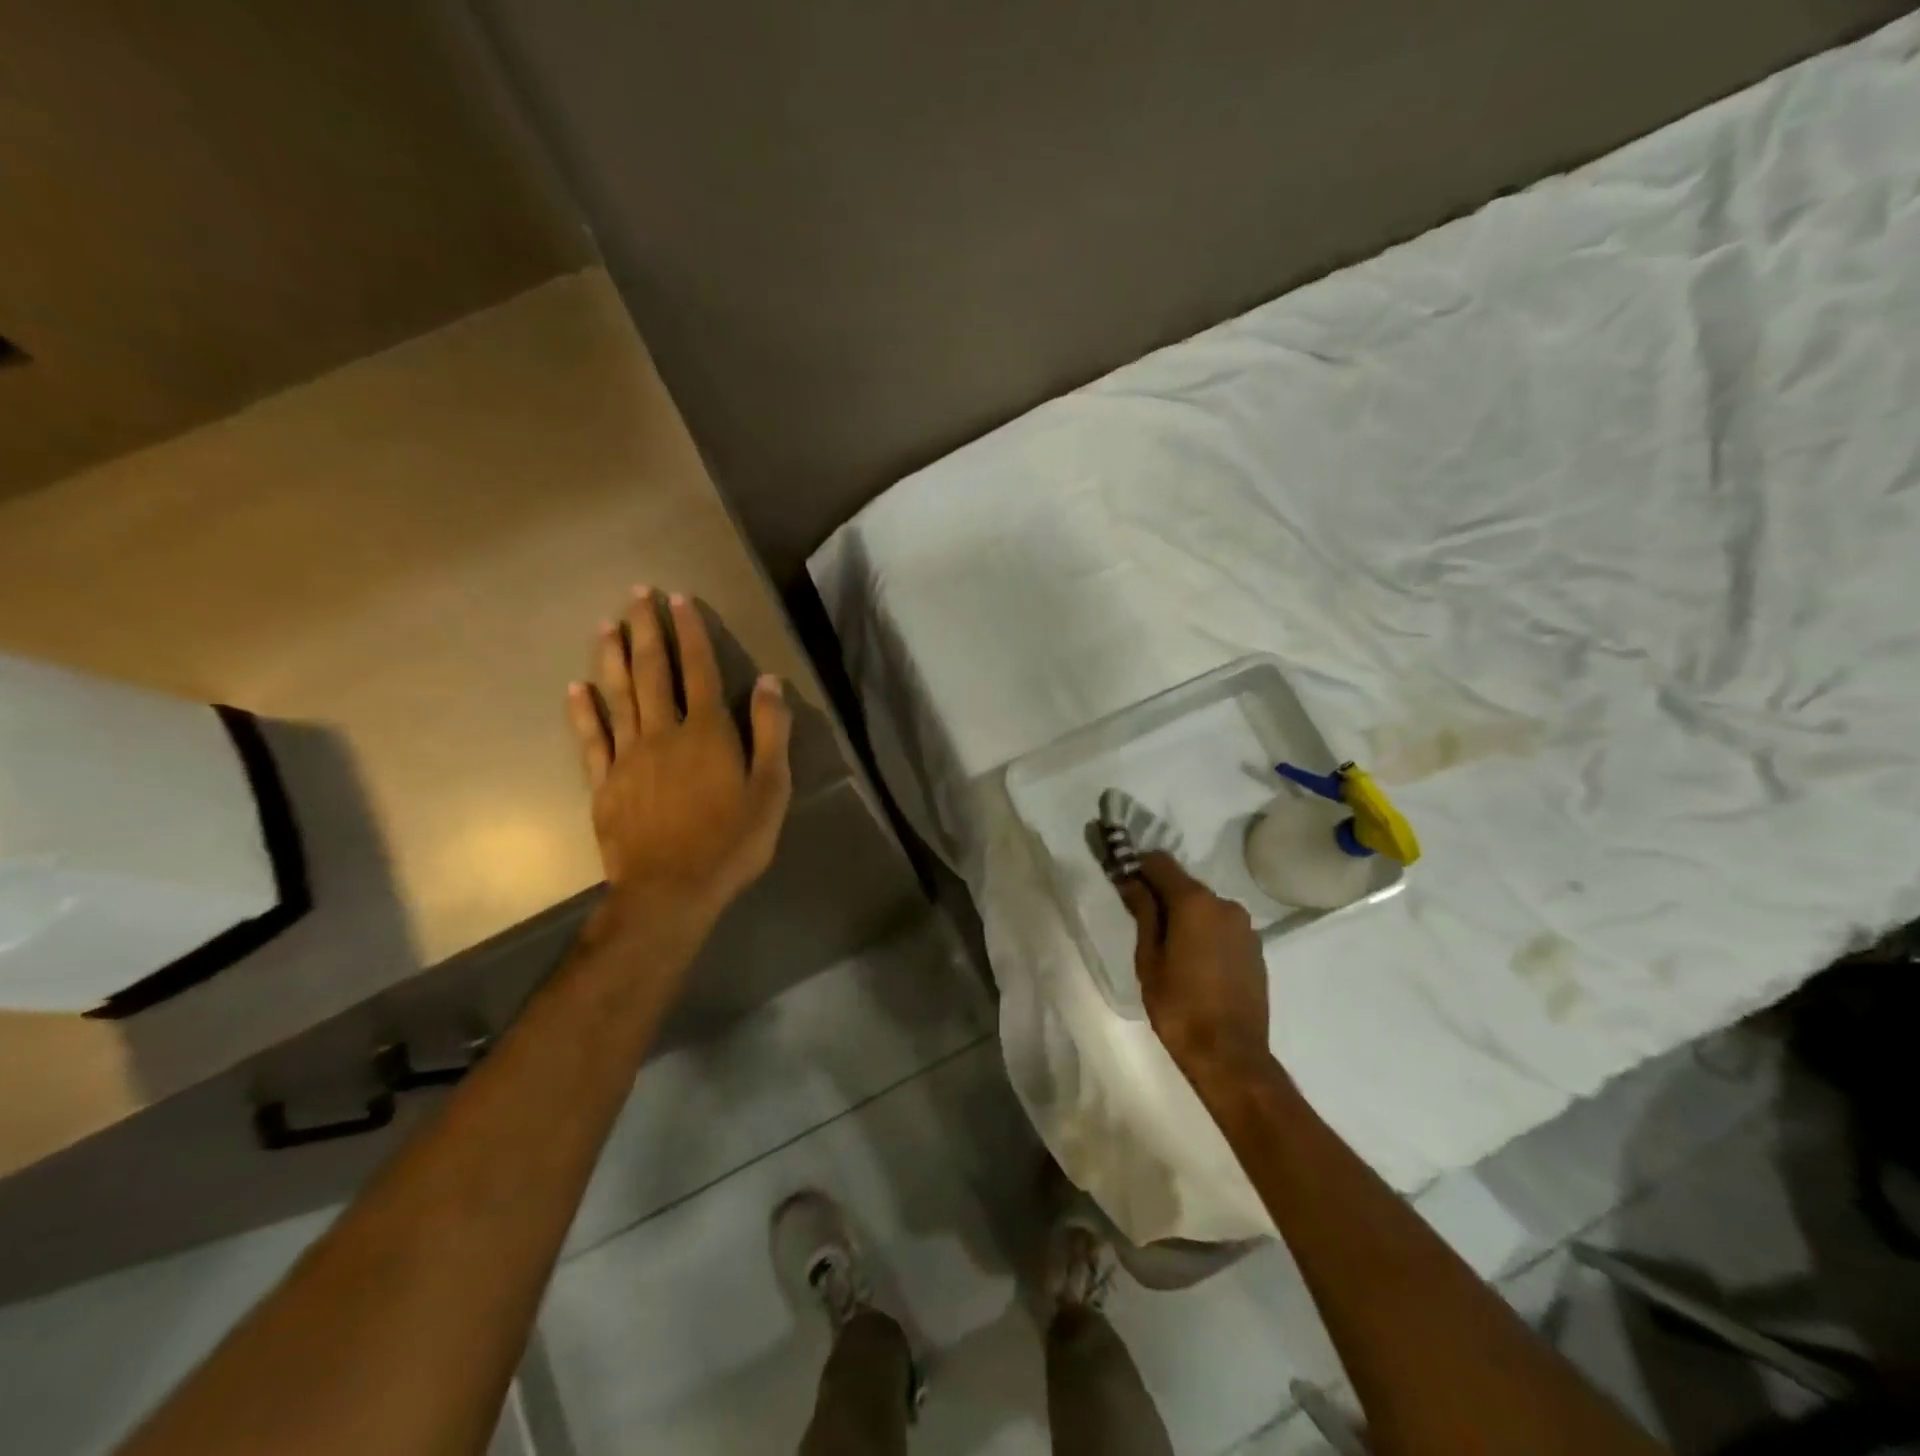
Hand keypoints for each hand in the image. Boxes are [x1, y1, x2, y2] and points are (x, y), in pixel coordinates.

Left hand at [566, 587, 793, 938]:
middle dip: (646, 630)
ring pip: (618, 696)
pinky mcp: (604, 784)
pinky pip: (591, 740)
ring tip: (607, 625)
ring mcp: (628, 757)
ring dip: (612, 657)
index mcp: (707, 733)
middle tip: (636, 593)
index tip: (679, 599)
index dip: (690, 632)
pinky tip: (575, 689)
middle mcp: (663, 733)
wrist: (672, 891)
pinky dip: (583, 712)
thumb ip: (770, 732)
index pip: (699, 670)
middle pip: (653, 671)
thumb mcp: (771, 789)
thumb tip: (769, 681)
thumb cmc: (732, 841)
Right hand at [1115, 854, 1272, 1083]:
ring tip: (1166, 946)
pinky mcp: (1255, 949)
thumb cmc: (1179, 1006)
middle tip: (1139, 918)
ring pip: (1204, 906)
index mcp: (1195, 902)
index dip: (1137, 866)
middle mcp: (1225, 904)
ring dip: (1184, 914)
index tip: (1122, 880)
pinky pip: (1221, 927)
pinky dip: (1204, 932)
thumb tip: (1131, 881)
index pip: (1160, 862)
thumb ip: (1143, 913)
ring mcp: (1245, 927)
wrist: (1230, 1055)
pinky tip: (1193, 960)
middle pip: (1184, 884)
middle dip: (1160, 893)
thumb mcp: (1148, 958)